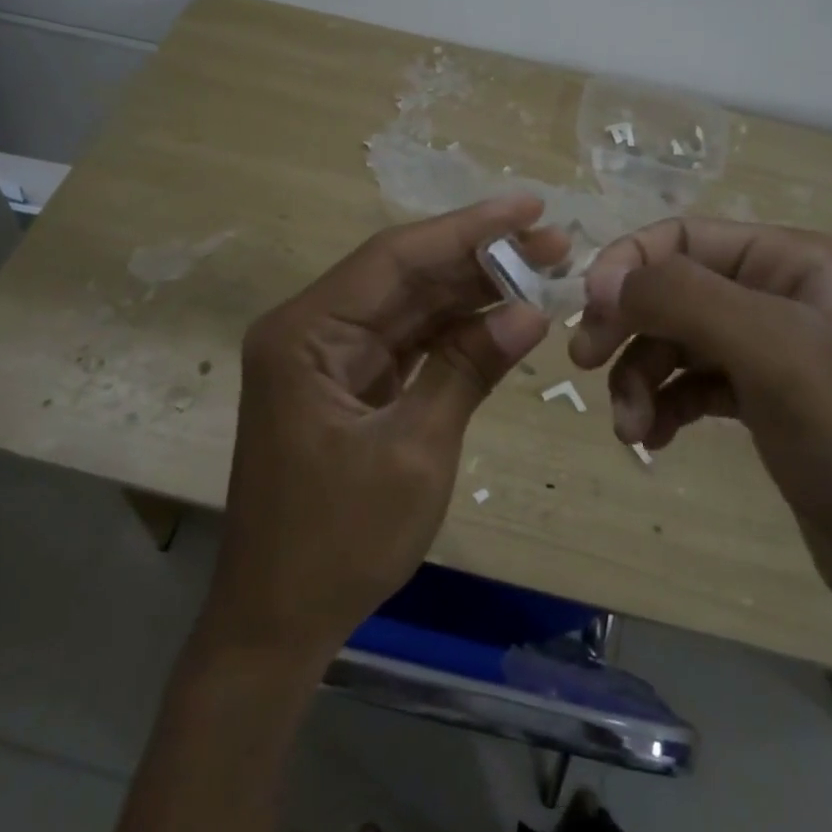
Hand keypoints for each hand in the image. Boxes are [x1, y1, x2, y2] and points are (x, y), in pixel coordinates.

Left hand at [201, 195, 563, 666]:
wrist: (277, 623)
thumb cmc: (339, 541)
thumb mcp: (415, 450)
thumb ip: (468, 369)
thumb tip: (531, 312)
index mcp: (305, 333)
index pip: (396, 258)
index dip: (467, 229)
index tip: (530, 208)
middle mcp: (310, 330)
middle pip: (404, 276)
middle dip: (479, 258)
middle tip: (554, 243)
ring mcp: (327, 358)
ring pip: (409, 306)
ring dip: (472, 291)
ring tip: (542, 271)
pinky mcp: (346, 385)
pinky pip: (406, 343)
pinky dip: (453, 332)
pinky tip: (502, 317)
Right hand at [569, 219, 831, 658]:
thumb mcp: (776, 355)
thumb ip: (686, 300)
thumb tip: (602, 281)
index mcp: (791, 262)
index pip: (681, 237)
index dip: (626, 266)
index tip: (589, 316)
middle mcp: (778, 295)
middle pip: (671, 289)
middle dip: (627, 327)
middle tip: (585, 365)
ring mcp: (771, 352)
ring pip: (673, 341)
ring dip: (639, 377)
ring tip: (633, 431)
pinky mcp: (763, 403)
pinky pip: (689, 384)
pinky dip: (664, 405)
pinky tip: (656, 439)